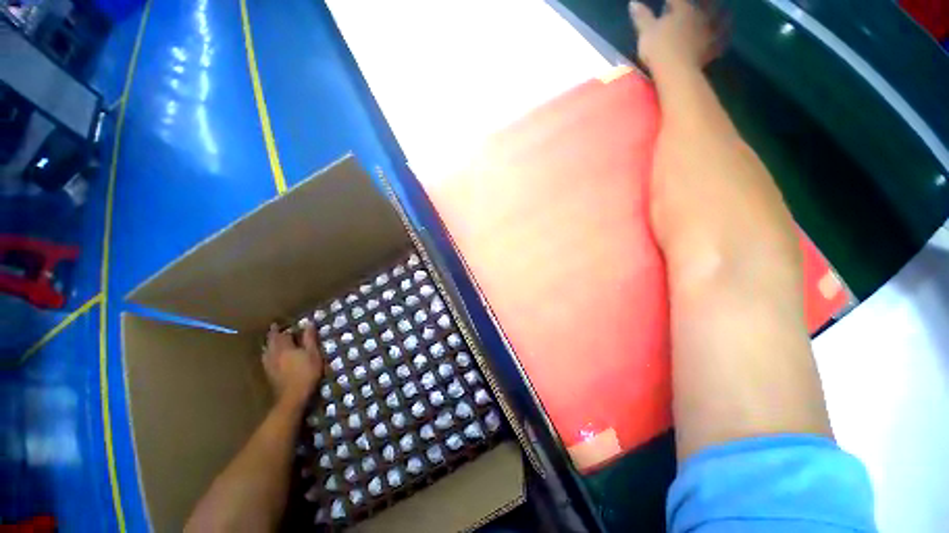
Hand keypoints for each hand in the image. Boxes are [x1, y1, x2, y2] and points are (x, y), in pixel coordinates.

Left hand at [263, 323, 323, 407]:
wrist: (293, 396)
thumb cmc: (307, 372)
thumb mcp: (313, 353)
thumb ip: (310, 339)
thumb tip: (308, 323)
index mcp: (284, 348)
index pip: (281, 335)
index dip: (281, 329)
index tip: (279, 324)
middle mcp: (273, 354)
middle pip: (270, 342)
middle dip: (272, 335)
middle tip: (274, 329)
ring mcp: (269, 365)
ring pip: (266, 351)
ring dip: (268, 345)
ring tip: (271, 342)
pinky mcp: (269, 375)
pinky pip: (266, 359)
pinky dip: (267, 354)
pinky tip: (270, 357)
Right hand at [629, 0, 720, 69]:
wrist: (676, 70)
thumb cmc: (659, 48)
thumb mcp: (646, 32)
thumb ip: (641, 17)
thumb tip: (633, 3)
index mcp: (682, 9)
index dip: (671, 0)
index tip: (667, 1)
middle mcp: (698, 15)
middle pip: (703, 4)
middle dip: (701, 2)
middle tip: (699, 4)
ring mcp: (707, 31)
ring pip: (717, 16)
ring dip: (720, 14)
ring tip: (723, 12)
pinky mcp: (711, 48)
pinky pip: (721, 39)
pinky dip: (724, 36)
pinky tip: (725, 34)